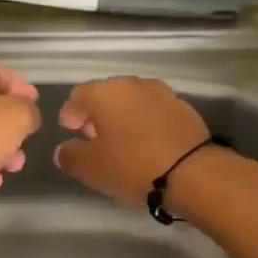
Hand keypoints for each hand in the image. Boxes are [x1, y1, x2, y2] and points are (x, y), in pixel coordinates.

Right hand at [53, 77, 213, 207]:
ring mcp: (161, 93)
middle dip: (96, 115)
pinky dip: (144, 123)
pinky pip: (153, 112)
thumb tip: (64, 149)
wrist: (193, 172)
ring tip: (121, 143)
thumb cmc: (132, 166)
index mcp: (104, 93)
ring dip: (122, 118)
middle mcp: (132, 85)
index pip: (77, 96)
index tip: (70, 132)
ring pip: (131, 102)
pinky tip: (145, 145)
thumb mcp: (90, 168)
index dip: (70, 114)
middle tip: (93, 139)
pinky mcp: (183, 108)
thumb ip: (70, 156)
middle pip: (106, 95)